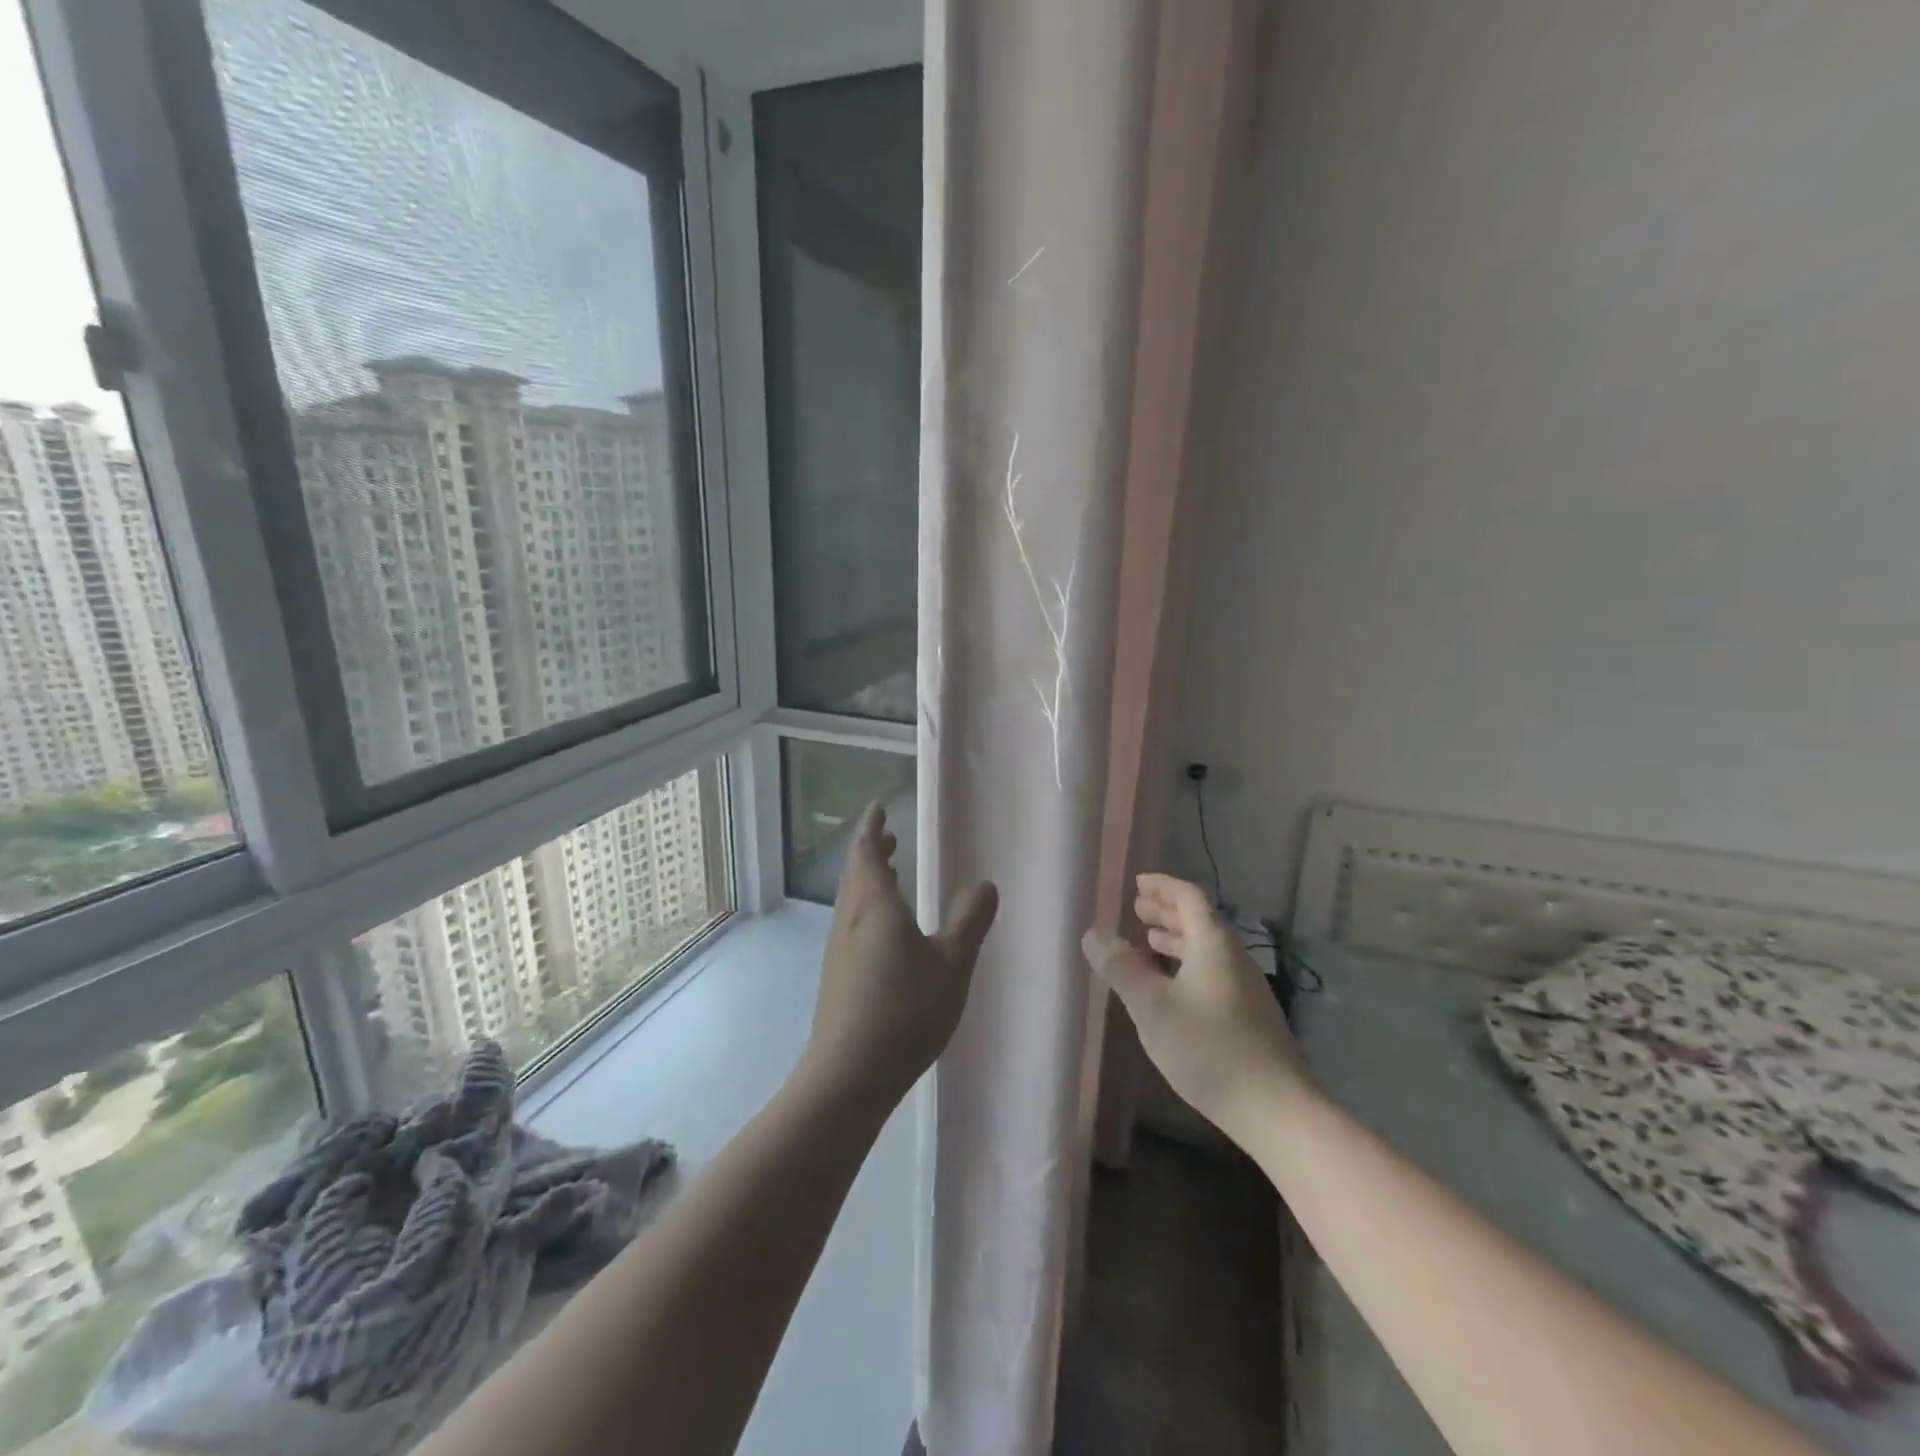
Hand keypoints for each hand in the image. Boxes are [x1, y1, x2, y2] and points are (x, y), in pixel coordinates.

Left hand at [803, 804, 998, 1108]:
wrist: (848, 1076)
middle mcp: (850, 921)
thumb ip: (969, 921)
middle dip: (871, 851)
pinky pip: (854, 924)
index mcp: (875, 907)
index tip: (878, 808)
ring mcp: (840, 951)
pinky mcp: (838, 978)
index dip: (872, 828)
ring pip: (853, 901)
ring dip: (869, 879)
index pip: (868, 853)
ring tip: (891, 872)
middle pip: (856, 874)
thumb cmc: (904, 1011)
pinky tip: (886, 929)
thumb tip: (984, 884)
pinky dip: (869, 908)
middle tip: (889, 836)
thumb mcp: (951, 965)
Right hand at [1083, 873, 1309, 1142]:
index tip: (1138, 883)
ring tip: (1149, 942)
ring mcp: (1245, 988)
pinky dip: (1186, 965)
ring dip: (1176, 939)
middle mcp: (1233, 957)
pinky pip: (1212, 972)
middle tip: (1138, 910)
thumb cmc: (1208, 1048)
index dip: (1163, 886)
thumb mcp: (1152, 1006)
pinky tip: (1171, 988)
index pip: (1188, 897)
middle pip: (1200, 921)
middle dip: (1167, 912)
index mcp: (1213, 943)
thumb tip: (1094, 934)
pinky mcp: (1249, 1017)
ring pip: (1206, 949)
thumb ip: (1122, 968)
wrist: (1276, 1110)